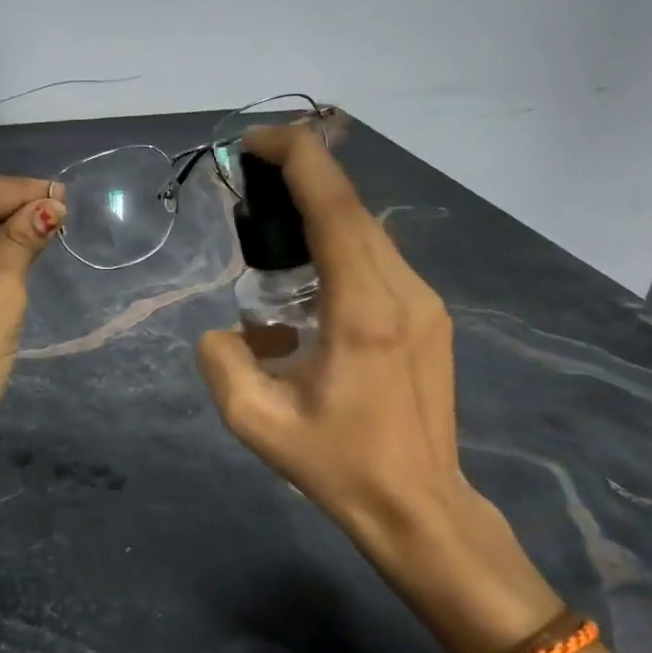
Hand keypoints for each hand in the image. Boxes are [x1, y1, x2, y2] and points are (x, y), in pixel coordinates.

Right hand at [195, 126, 563, 652]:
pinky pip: (378, 259)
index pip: (333, 205)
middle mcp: (403, 290)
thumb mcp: (256, 422)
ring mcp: (425, 301)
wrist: (422, 509)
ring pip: (367, 230)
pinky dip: (338, 246)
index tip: (254, 143)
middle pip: (351, 206)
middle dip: (300, 179)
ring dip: (319, 214)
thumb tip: (227, 331)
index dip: (296, 157)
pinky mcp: (430, 316)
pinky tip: (308, 283)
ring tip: (271, 233)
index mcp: (363, 309)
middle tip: (248, 187)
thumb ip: (221, 360)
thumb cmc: (340, 467)